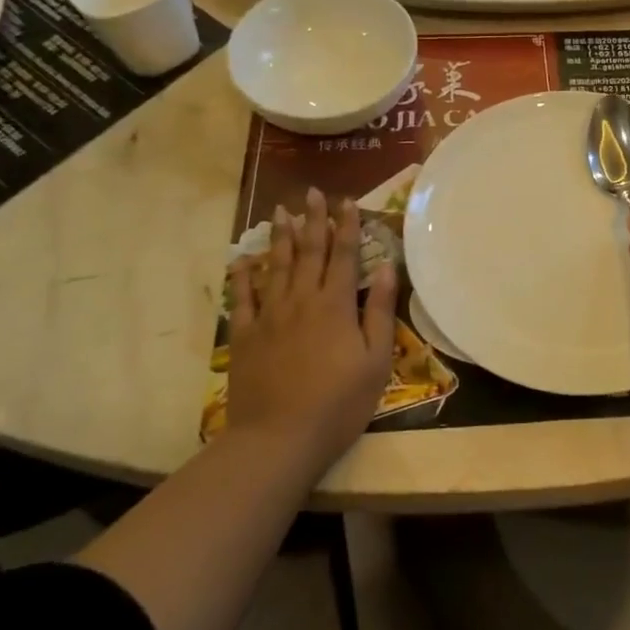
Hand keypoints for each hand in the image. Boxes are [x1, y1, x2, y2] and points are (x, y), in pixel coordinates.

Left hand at [222, 188, 397, 470]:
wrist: (280, 437)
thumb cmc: (339, 402)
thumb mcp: (376, 360)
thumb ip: (379, 310)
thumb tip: (386, 267)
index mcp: (335, 305)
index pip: (344, 255)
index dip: (346, 226)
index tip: (347, 201)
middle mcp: (302, 300)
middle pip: (308, 252)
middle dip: (313, 220)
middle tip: (312, 192)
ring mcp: (270, 316)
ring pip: (276, 267)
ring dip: (280, 237)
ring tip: (281, 211)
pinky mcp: (247, 336)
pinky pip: (243, 298)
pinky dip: (242, 276)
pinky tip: (242, 259)